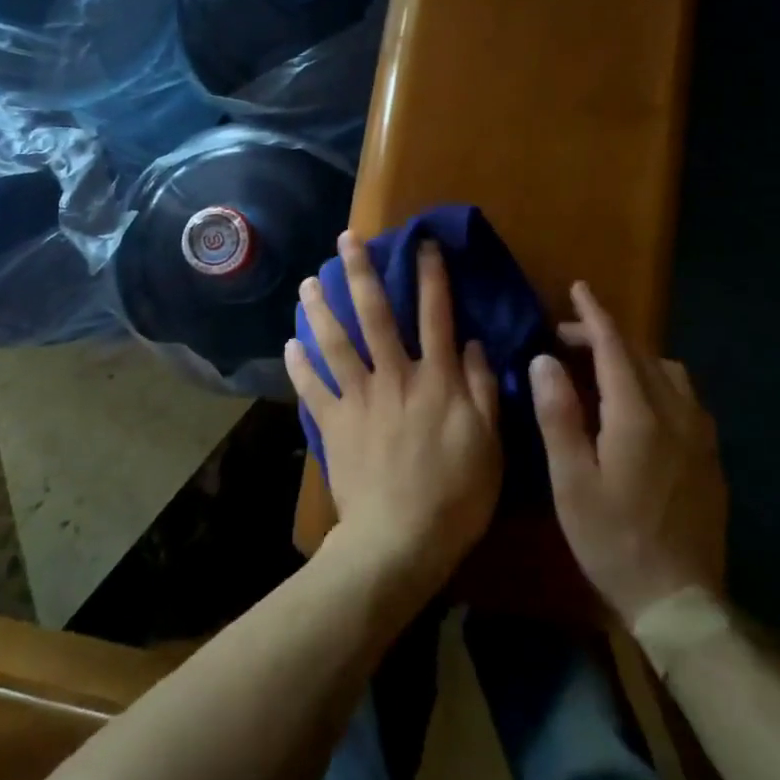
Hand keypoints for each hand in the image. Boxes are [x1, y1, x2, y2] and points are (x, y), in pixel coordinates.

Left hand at [286, 234, 503, 604]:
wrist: (400, 540)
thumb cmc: (456, 495)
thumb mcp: (490, 443)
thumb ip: (483, 389)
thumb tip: (473, 342)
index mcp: (437, 379)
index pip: (434, 314)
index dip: (430, 275)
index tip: (421, 242)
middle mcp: (394, 376)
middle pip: (375, 314)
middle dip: (360, 272)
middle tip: (344, 239)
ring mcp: (359, 398)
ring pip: (335, 342)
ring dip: (320, 309)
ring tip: (307, 282)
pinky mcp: (333, 423)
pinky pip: (311, 388)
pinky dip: (299, 365)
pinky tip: (289, 344)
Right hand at [531, 282, 727, 627]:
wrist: (680, 600)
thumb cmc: (613, 539)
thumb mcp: (571, 481)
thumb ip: (558, 414)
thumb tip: (546, 360)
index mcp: (637, 415)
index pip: (614, 347)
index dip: (594, 315)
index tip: (579, 289)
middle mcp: (675, 413)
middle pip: (641, 354)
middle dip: (606, 335)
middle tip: (568, 336)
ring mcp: (700, 435)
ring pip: (669, 372)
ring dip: (634, 356)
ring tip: (603, 367)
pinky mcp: (710, 455)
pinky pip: (685, 396)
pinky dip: (657, 380)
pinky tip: (641, 403)